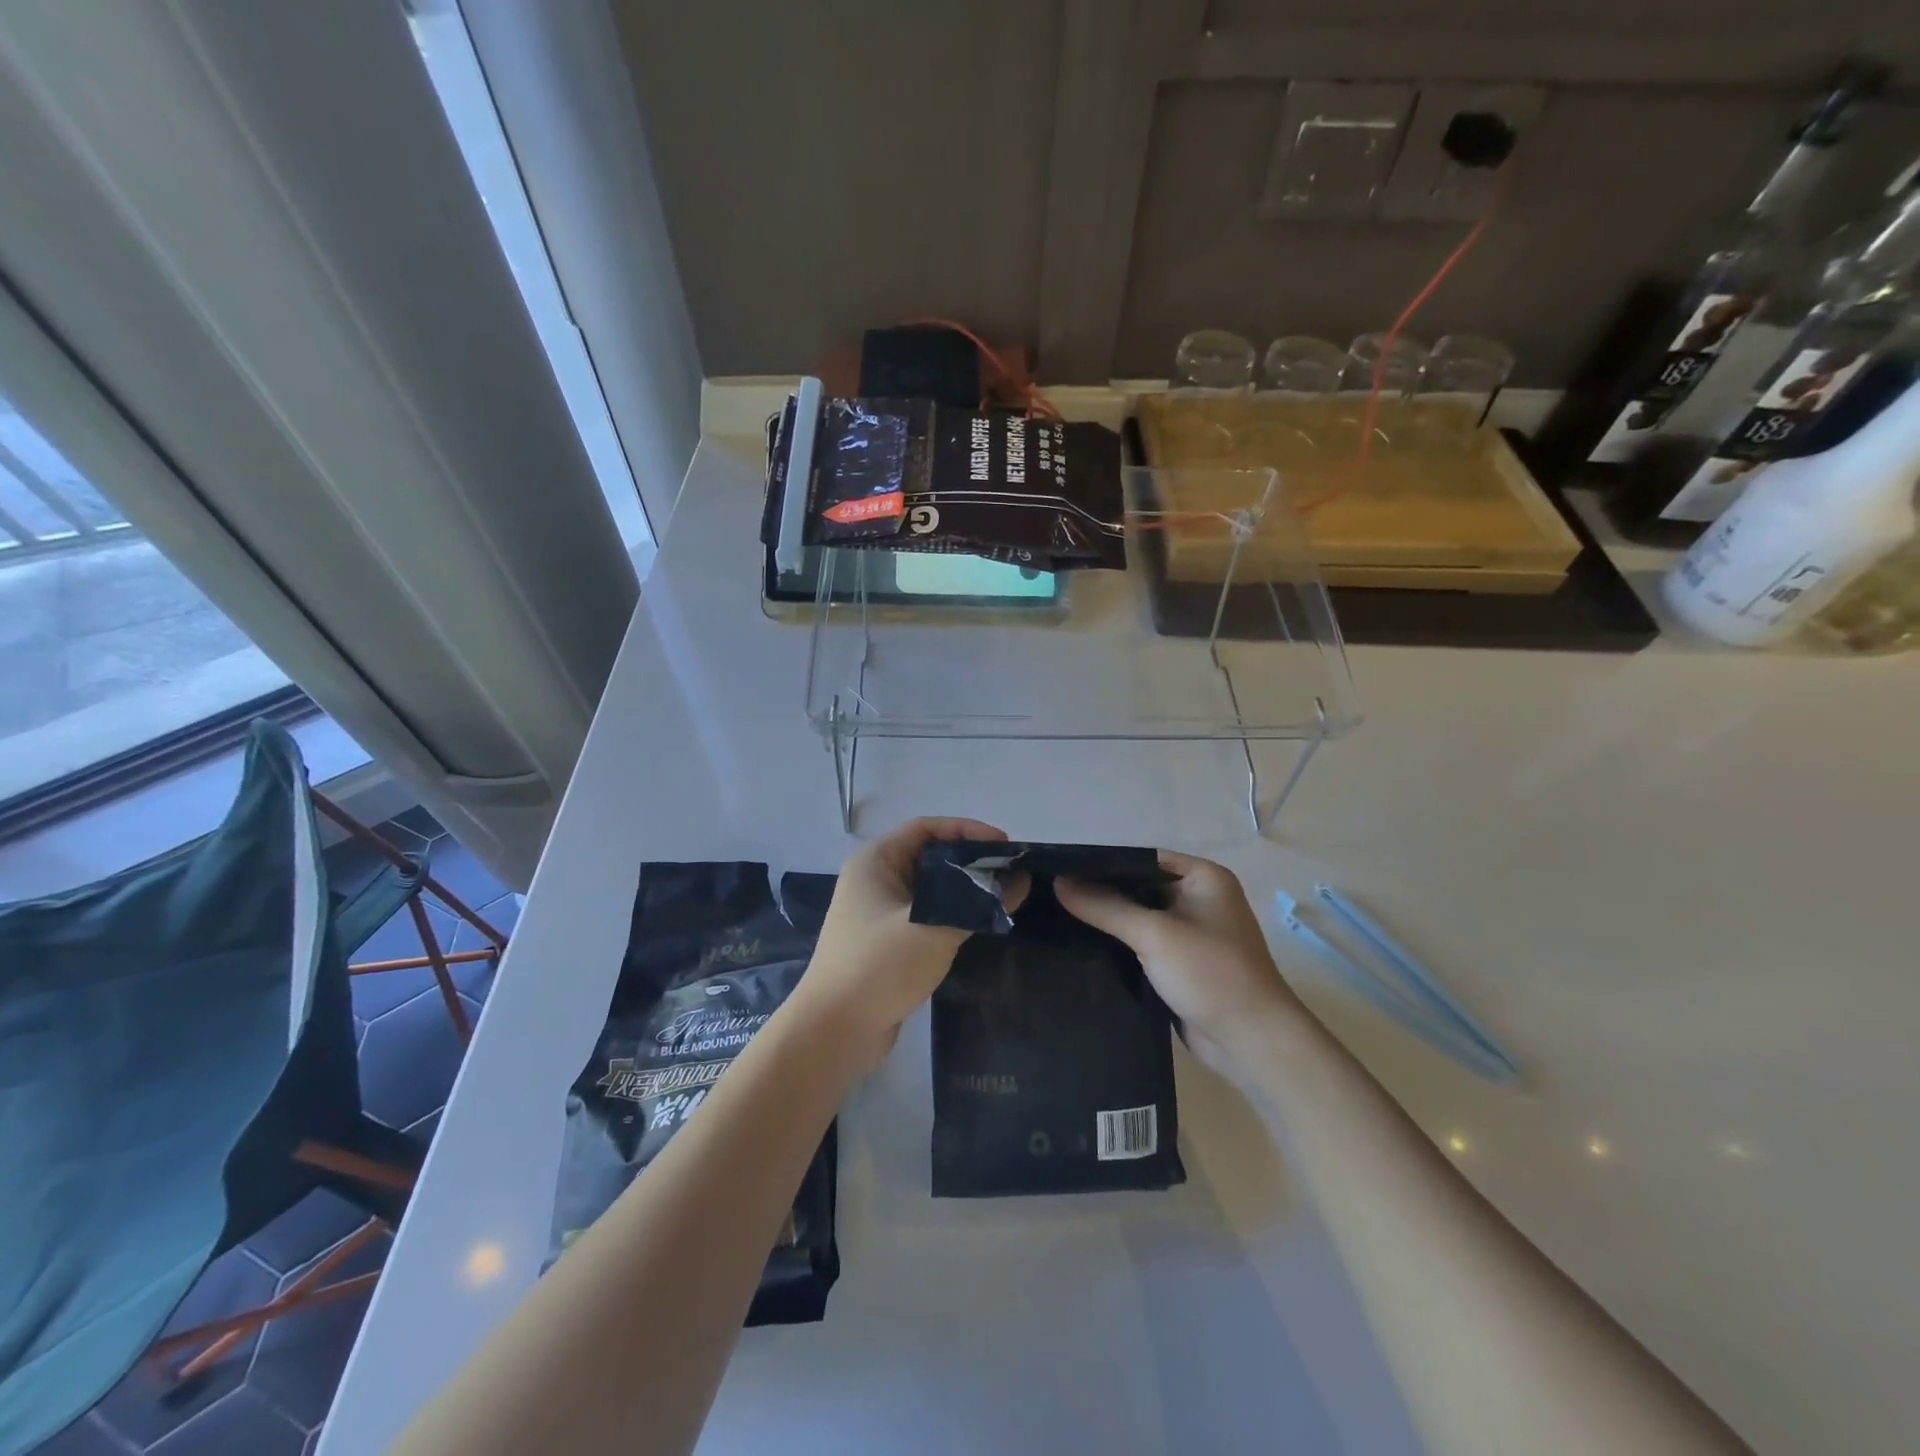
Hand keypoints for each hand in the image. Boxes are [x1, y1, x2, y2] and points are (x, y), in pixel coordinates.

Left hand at [792, 817, 1010, 1072]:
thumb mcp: (933, 929)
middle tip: (1011, 873)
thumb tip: (1019, 882)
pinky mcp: (888, 942)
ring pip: (931, 889)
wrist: (833, 1033)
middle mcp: (875, 880)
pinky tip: (980, 926)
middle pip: (930, 856)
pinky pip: (927, 915)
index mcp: (876, 861)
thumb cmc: (878, 967)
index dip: (968, 830)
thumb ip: (978, 905)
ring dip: (964, 891)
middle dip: (971, 861)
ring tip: (1003, 898)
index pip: (927, 828)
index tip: (1005, 845)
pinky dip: (952, 915)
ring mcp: (879, 912)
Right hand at [1055, 852, 1305, 1079]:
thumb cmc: (1210, 973)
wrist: (1251, 1042)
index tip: (1061, 871)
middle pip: (1138, 888)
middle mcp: (1198, 899)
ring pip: (1138, 919)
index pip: (1142, 859)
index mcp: (1203, 877)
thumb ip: (1104, 906)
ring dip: (1107, 923)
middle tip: (1053, 897)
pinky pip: (1143, 946)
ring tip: (1058, 920)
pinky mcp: (1181, 965)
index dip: (1103, 864)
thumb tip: (1058, 882)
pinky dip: (1119, 947)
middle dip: (1101, 894)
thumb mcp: (1154, 934)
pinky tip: (1082, 949)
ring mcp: (1191, 934)